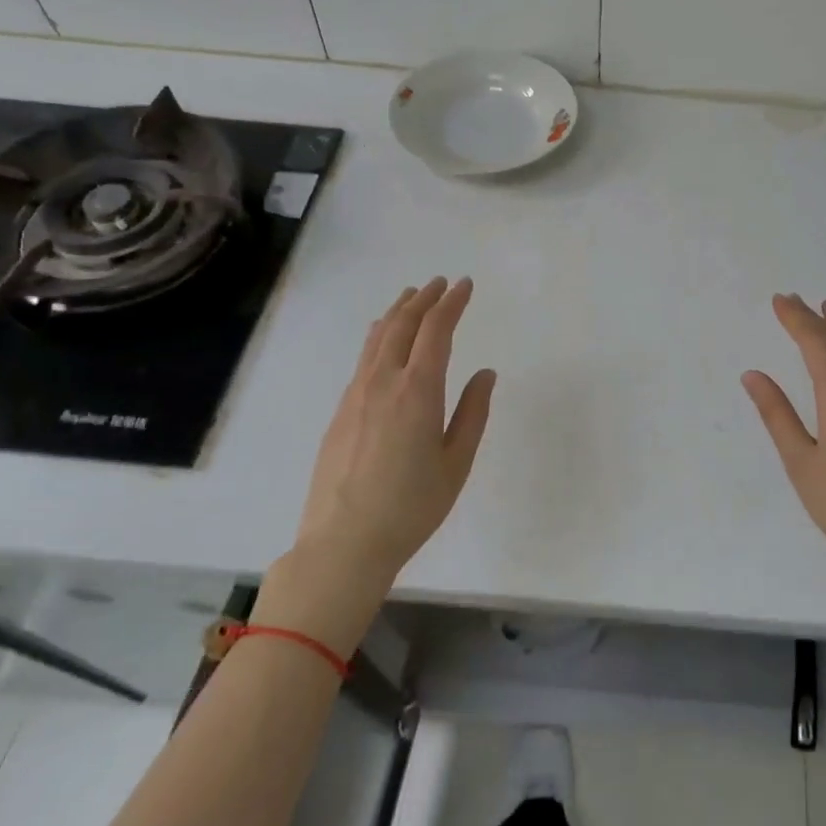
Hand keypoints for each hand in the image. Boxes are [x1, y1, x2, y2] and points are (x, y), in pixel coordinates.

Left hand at [292, 277, 496, 591]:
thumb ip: (473, 412)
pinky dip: (379, 337)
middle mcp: (383, 382)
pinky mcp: (340, 411)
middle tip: (442, 283)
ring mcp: (356, 395)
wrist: (344, 542)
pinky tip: (383, 339)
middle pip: (403, 325)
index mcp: (418, 391)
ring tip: (411, 297)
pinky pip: (363, 359)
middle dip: (425, 299)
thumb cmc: (411, 506)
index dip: (452, 303)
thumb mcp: (456, 462)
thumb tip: (485, 373)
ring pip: (378, 338)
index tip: (466, 285)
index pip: (436, 330)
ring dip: (398, 312)